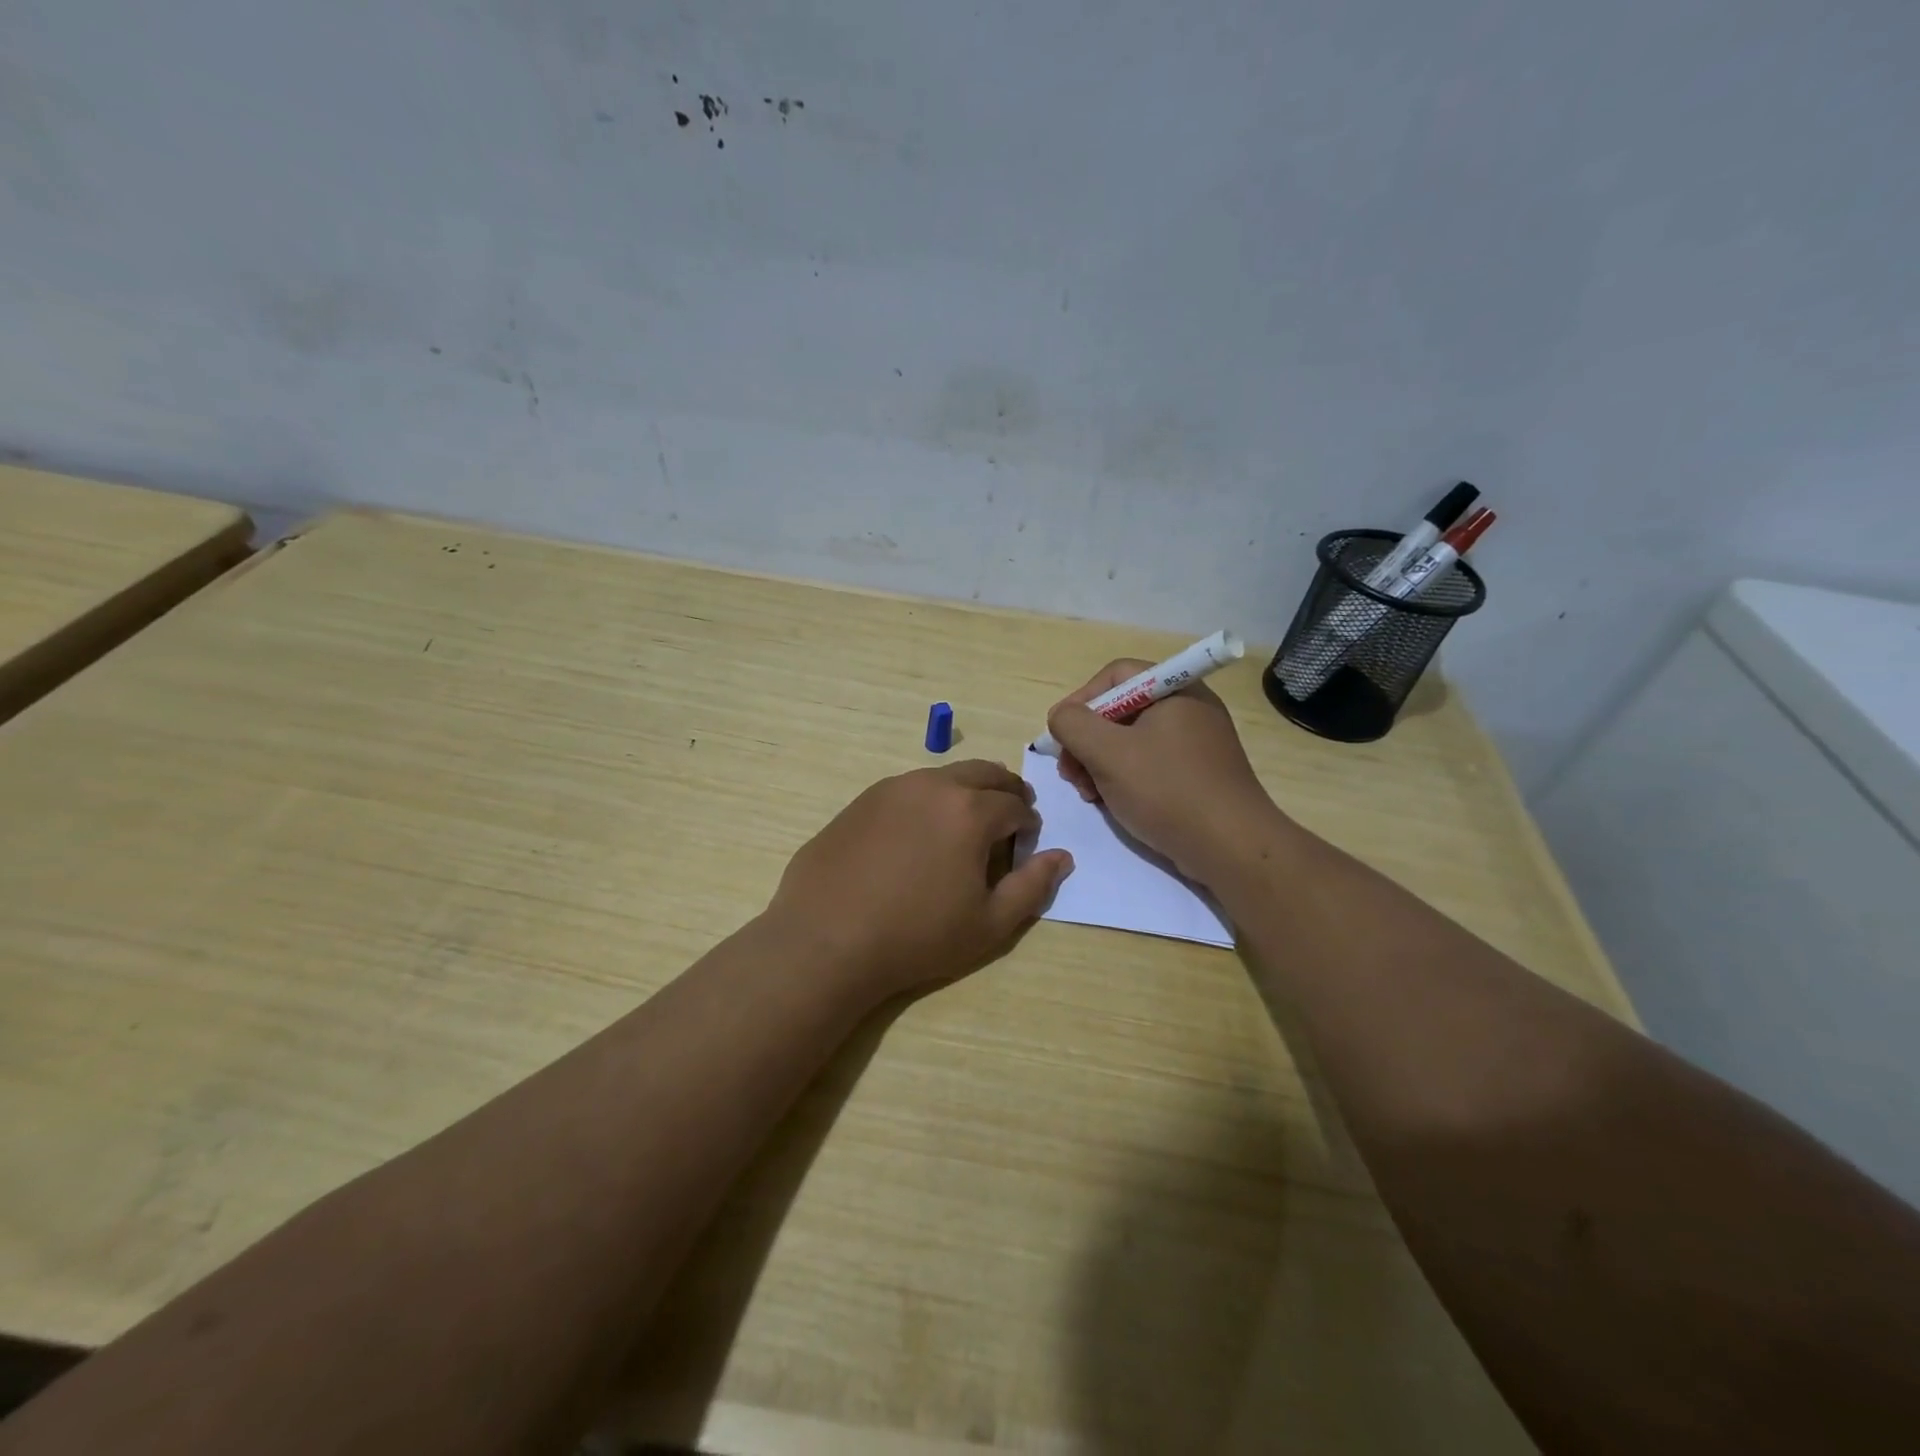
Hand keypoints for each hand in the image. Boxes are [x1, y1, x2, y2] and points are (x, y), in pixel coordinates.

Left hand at [766, 760, 1074, 997]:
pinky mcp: (861, 800)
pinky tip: (916, 834)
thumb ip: (1033, 886)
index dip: (1028, 823)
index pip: (1015, 804)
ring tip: (963, 824)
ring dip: (965, 791)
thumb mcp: (990, 924)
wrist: (826, 939)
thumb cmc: (917, 936)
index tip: (1026, 841)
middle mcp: (933, 785)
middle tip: (1008, 816)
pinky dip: (927, 800)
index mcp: (970, 810)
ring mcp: (892, 788)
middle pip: (983, 773)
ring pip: (943, 776)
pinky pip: (908, 789)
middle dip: (1004, 791)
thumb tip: (1061, 857)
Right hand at [1046, 659, 1284, 884]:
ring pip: (1131, 741)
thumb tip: (1061, 717)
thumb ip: (1073, 725)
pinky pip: (1150, 764)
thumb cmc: (1167, 790)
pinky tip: (1111, 803)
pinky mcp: (1197, 775)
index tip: (1061, 736)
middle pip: (1120, 709)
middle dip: (1087, 740)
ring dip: (1100, 763)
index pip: (1115, 675)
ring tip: (1088, 794)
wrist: (1231, 848)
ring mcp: (1196, 743)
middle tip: (1070, 773)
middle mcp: (1188, 708)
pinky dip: (1124, 778)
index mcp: (1174, 690)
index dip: (1080, 700)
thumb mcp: (1107, 753)